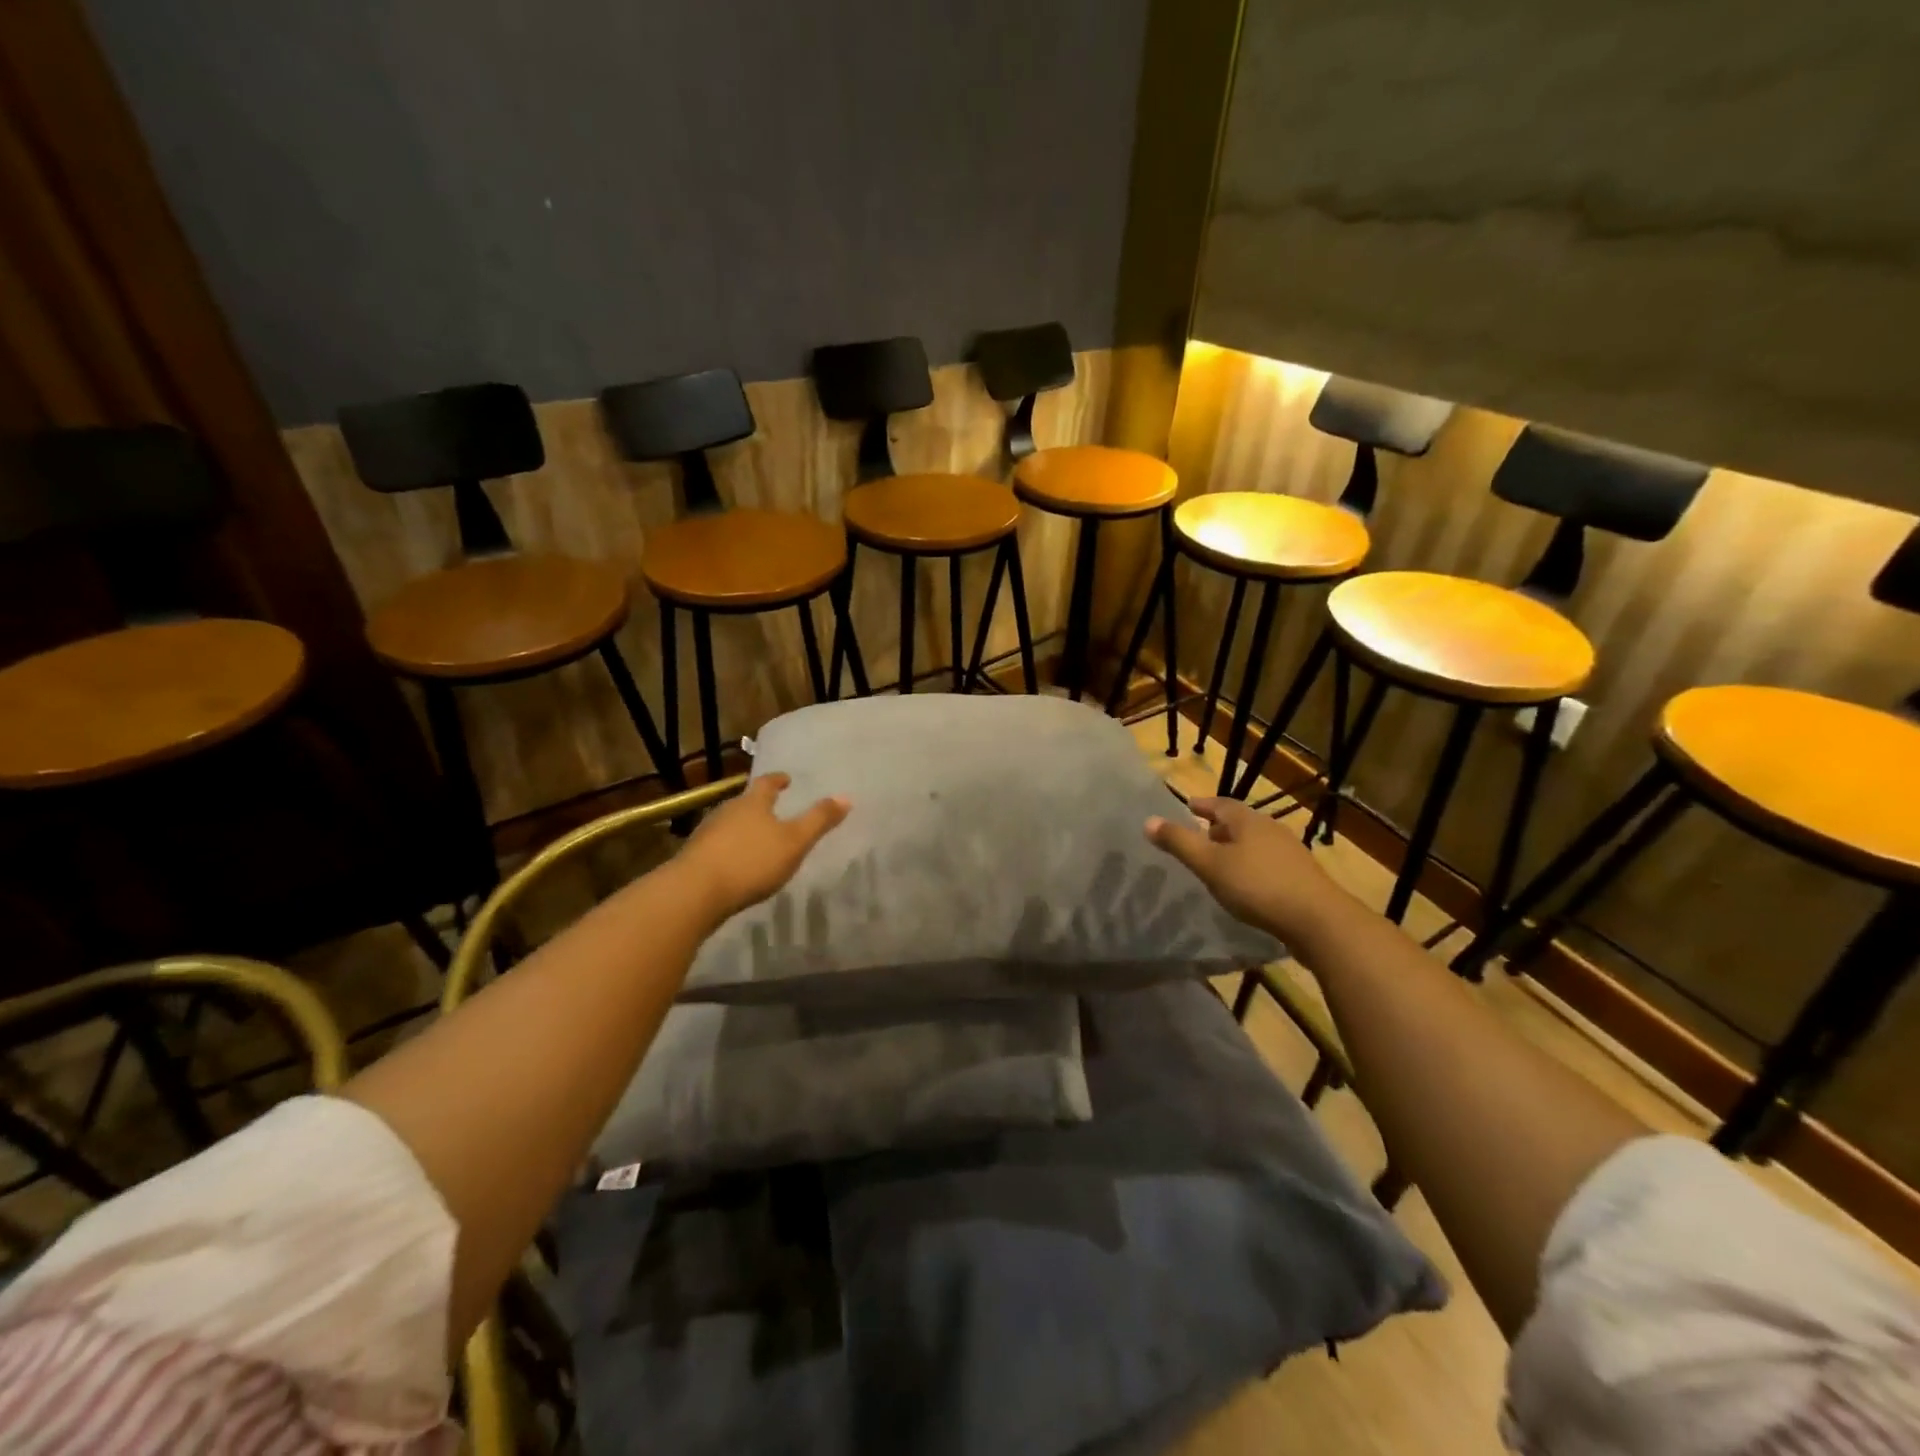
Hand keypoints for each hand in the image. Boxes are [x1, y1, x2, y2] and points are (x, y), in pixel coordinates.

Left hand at [678, 774, 850, 920]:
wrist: (694, 893)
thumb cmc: (751, 861)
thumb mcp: (794, 842)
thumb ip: (819, 821)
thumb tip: (846, 796)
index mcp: (752, 803)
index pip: (766, 783)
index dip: (778, 780)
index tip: (786, 778)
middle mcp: (726, 812)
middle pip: (745, 802)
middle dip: (759, 805)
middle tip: (774, 809)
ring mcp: (707, 834)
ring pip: (730, 824)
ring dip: (744, 828)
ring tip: (758, 838)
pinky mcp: (694, 858)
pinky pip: (718, 847)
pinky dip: (731, 849)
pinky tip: (737, 864)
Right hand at [1145, 796, 1351, 941]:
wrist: (1318, 920)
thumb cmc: (1257, 886)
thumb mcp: (1210, 865)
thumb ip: (1179, 843)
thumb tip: (1148, 821)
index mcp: (1248, 821)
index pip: (1221, 804)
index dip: (1202, 805)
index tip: (1188, 807)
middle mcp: (1271, 829)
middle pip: (1240, 822)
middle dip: (1219, 827)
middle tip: (1200, 835)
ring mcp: (1290, 852)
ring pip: (1256, 842)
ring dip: (1237, 847)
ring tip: (1220, 862)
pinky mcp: (1302, 876)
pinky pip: (1269, 862)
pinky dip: (1252, 865)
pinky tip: (1247, 884)